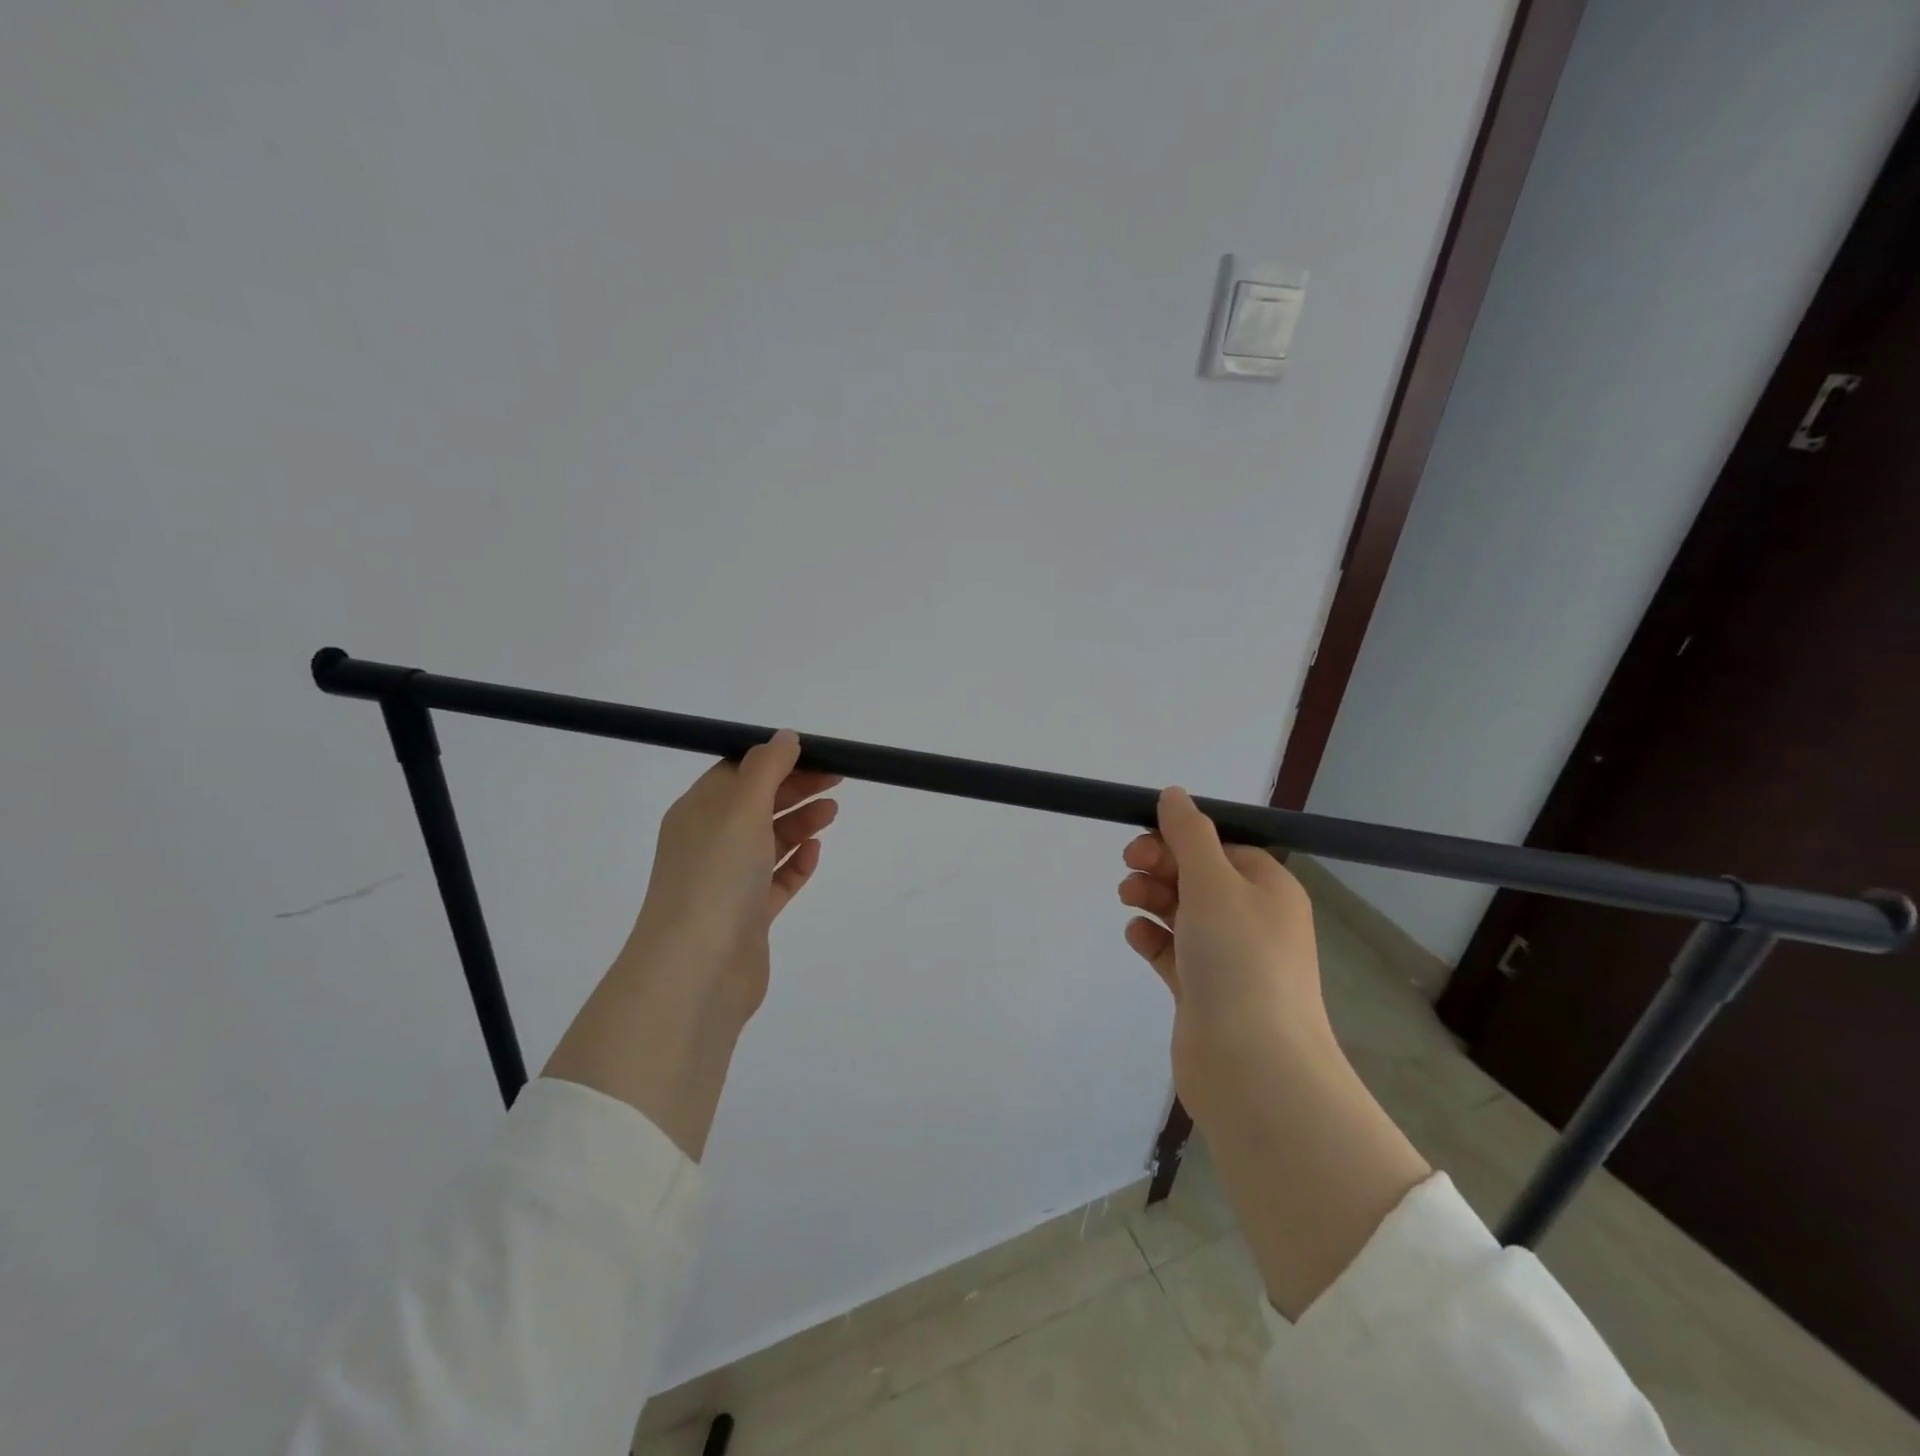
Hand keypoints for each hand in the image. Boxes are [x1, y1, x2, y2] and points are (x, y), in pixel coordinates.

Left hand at [621, 730, 840, 1027]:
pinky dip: (796, 864)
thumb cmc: (717, 875)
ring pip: (769, 842)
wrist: (698, 968)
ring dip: (800, 823)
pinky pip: (776, 881)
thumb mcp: (741, 807)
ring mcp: (728, 882)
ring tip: (832, 812)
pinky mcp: (748, 915)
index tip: (816, 756)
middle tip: (836, 780)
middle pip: (757, 804)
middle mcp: (710, 843)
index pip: (738, 773)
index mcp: (698, 812)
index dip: (777, 761)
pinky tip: (815, 853)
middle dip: (795, 789)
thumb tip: (785, 737)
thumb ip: (767, 768)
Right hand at [1118, 787, 1329, 1125]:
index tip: (1142, 843)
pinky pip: (1173, 952)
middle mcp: (1253, 920)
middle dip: (1160, 866)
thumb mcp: (1213, 882)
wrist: (1253, 1067)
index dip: (1179, 839)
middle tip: (1128, 867)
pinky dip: (1153, 939)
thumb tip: (1174, 793)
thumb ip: (1189, 834)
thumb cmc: (1239, 960)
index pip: (1220, 846)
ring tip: (1127, 900)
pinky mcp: (1204, 992)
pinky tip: (1136, 936)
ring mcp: (1228, 959)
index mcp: (1268, 888)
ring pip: (1182, 912)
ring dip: (1152, 898)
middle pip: (1198, 876)